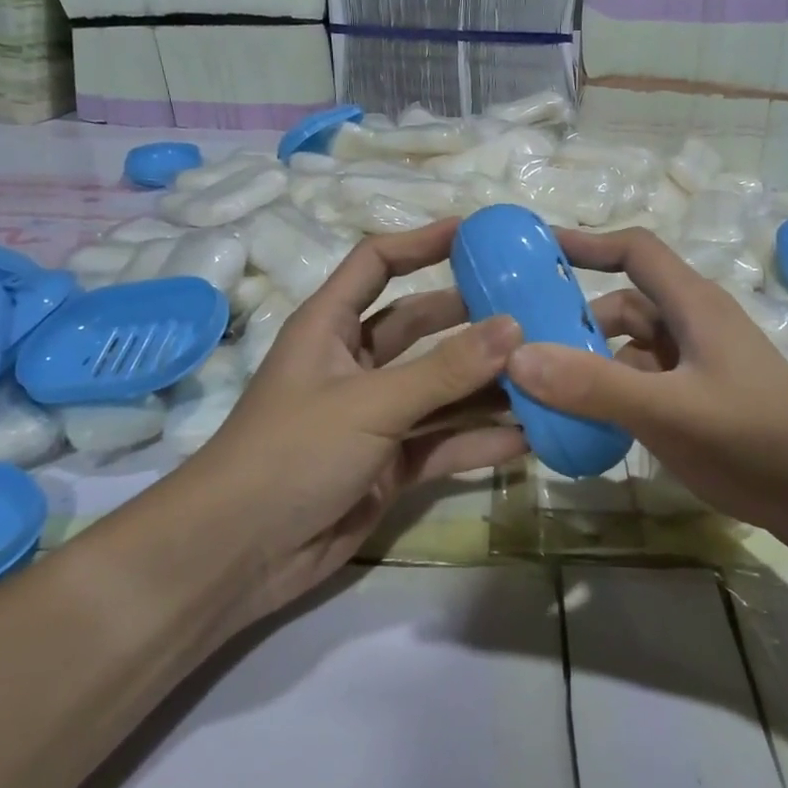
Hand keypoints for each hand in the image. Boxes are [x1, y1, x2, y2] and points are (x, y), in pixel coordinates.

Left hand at [180, 220, 528, 625]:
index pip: (377, 263)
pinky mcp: (390, 465)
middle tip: (535, 311)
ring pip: (441, 389)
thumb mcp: (370, 403)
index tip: (478, 234)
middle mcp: (354, 364)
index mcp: (330, 326)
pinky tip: (531, 437)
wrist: (239, 554)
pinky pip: (444, 443)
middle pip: (421, 326)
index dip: (422, 242)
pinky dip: (481, 440)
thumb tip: (514, 326)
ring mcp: (375, 417)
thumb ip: (445, 369)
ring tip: (548, 374)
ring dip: (487, 385)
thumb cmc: (292, 453)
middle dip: (472, 320)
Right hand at [509, 227, 787, 534]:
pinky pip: (642, 385)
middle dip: (576, 323)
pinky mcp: (699, 401)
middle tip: (523, 348)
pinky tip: (586, 425)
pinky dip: (612, 396)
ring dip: (591, 366)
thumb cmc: (753, 439)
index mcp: (693, 306)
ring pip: (630, 351)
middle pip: (624, 307)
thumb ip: (593, 386)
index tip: (535, 249)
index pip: (635, 251)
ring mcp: (697, 366)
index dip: (586, 243)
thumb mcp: (668, 411)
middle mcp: (693, 327)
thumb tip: (517, 357)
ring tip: (544, 395)